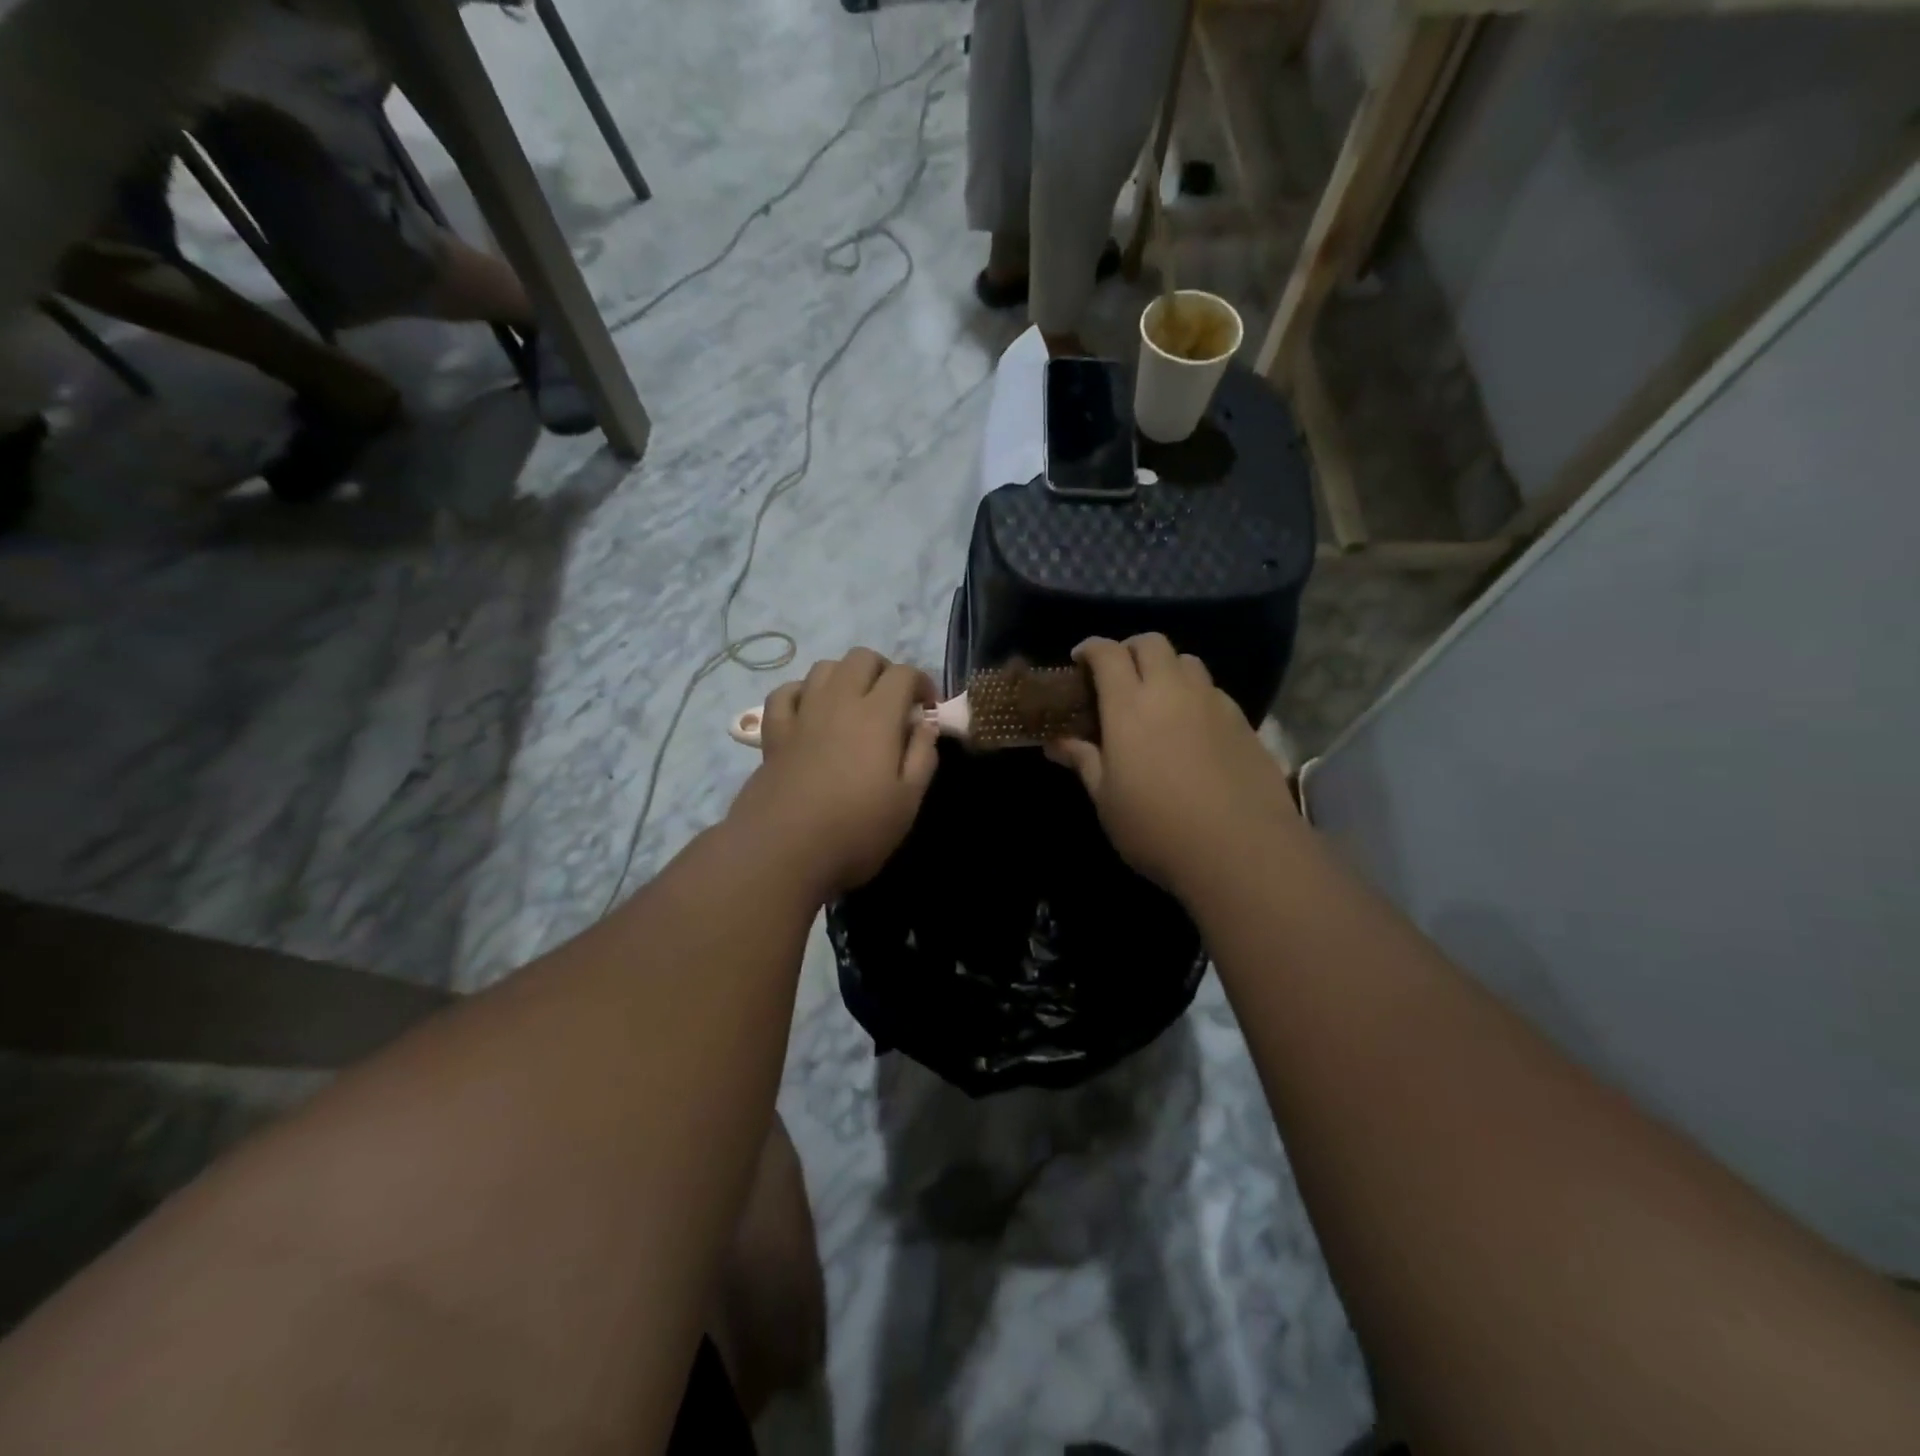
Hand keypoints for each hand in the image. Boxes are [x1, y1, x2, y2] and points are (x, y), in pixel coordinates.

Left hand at [729, 648, 938, 900]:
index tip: (927, 710)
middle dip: (884, 670)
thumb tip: (926, 724)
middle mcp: (838, 702)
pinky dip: (802, 692)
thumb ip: (922, 756)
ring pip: (823, 668)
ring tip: (854, 705)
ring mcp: (802, 714)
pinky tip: (810, 711)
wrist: (783, 851)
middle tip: (893, 703)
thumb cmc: (856, 830)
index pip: (903, 674)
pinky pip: (785, 693)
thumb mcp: (907, 802)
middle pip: (861, 658)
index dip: (922, 683)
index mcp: (877, 716)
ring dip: (845, 676)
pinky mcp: (774, 733)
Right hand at [1046, 635, 1298, 893]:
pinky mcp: (1243, 722)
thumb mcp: (1106, 799)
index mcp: (1129, 706)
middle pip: (1151, 643)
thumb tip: (1057, 741)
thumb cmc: (1157, 828)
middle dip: (1129, 649)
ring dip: (1166, 668)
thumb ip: (1083, 761)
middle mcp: (1172, 691)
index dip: (1091, 648)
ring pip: (1187, 661)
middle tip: (1117, 675)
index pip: (1108, 652)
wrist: (1241, 850)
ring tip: (1157, 698)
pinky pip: (1213, 691)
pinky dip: (1195, 694)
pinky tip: (1191, 727)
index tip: (1079, 660)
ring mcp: (1212, 703)